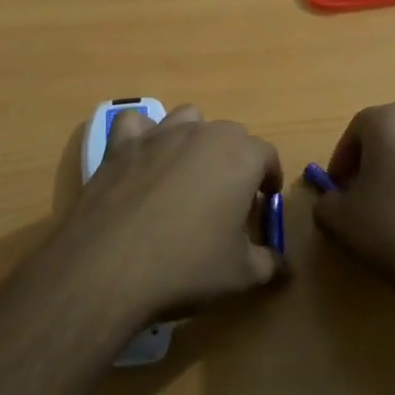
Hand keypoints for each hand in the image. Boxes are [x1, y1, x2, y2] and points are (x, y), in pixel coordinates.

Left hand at [58, 105, 284, 326]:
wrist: (110, 267)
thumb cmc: (187, 267)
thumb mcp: (241, 275)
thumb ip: (269, 263)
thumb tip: (284, 266)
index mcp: (240, 156)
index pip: (267, 155)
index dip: (269, 178)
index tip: (264, 202)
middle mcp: (203, 133)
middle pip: (230, 134)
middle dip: (235, 160)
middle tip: (228, 198)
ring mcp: (159, 134)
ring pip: (188, 120)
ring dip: (194, 140)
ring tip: (188, 175)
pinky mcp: (121, 145)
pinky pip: (136, 125)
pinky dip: (142, 136)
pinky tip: (142, 161)